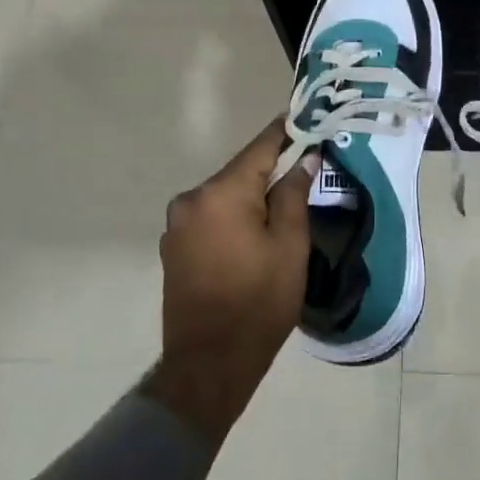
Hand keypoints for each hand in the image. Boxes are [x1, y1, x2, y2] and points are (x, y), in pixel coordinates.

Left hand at [141, 119, 315, 451]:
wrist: (209, 363)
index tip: (305, 116)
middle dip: (271, 171)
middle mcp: (191, 200)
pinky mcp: (174, 247)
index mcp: (220, 194)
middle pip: (240, 173)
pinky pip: (211, 218)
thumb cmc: (259, 301)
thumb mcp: (289, 245)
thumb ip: (293, 194)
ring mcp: (177, 225)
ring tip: (282, 209)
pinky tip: (253, 235)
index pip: (259, 148)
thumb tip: (303, 159)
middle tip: (305, 170)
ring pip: (224, 196)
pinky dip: (233, 217)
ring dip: (251, 197)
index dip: (285, 132)